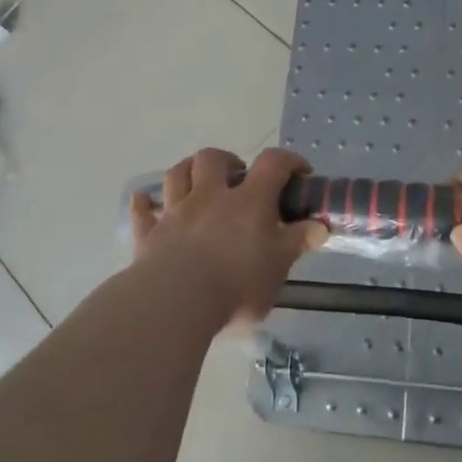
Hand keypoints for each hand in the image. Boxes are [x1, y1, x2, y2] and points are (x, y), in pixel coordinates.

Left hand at [129, 148, 327, 328]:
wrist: (177, 302)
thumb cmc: (237, 284)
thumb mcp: (278, 267)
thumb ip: (296, 243)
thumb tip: (319, 227)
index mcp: (248, 201)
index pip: (273, 163)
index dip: (289, 161)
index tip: (299, 173)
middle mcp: (210, 196)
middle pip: (213, 159)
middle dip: (227, 160)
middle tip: (239, 178)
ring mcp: (176, 213)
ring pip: (177, 174)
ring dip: (188, 171)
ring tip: (198, 183)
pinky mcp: (149, 235)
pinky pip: (142, 212)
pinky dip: (145, 205)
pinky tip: (146, 204)